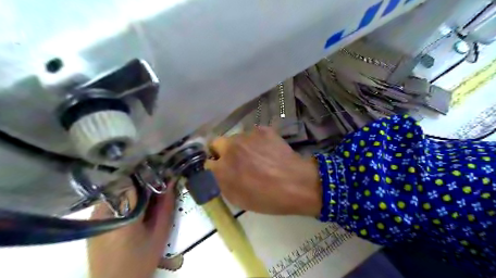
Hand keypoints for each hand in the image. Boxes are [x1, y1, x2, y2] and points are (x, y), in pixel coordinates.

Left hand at [88, 183, 174, 277]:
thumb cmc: (140, 261)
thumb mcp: (160, 234)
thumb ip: (167, 206)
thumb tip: (172, 181)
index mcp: (122, 214)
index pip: (135, 181)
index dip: (151, 174)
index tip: (163, 173)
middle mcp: (103, 210)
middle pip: (126, 183)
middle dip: (144, 182)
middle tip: (158, 186)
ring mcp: (95, 215)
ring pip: (118, 189)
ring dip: (135, 189)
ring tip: (148, 197)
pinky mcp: (93, 220)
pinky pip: (112, 198)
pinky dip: (125, 197)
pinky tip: (135, 207)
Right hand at [205, 126, 321, 217]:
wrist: (297, 184)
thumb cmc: (267, 198)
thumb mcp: (238, 199)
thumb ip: (221, 183)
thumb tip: (216, 173)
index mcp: (221, 168)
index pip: (205, 162)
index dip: (213, 166)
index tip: (220, 170)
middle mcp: (230, 148)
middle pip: (216, 143)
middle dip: (221, 151)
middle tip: (235, 160)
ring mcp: (247, 136)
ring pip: (235, 137)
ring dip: (240, 146)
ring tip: (256, 156)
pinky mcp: (262, 130)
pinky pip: (252, 134)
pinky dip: (256, 141)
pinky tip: (267, 150)